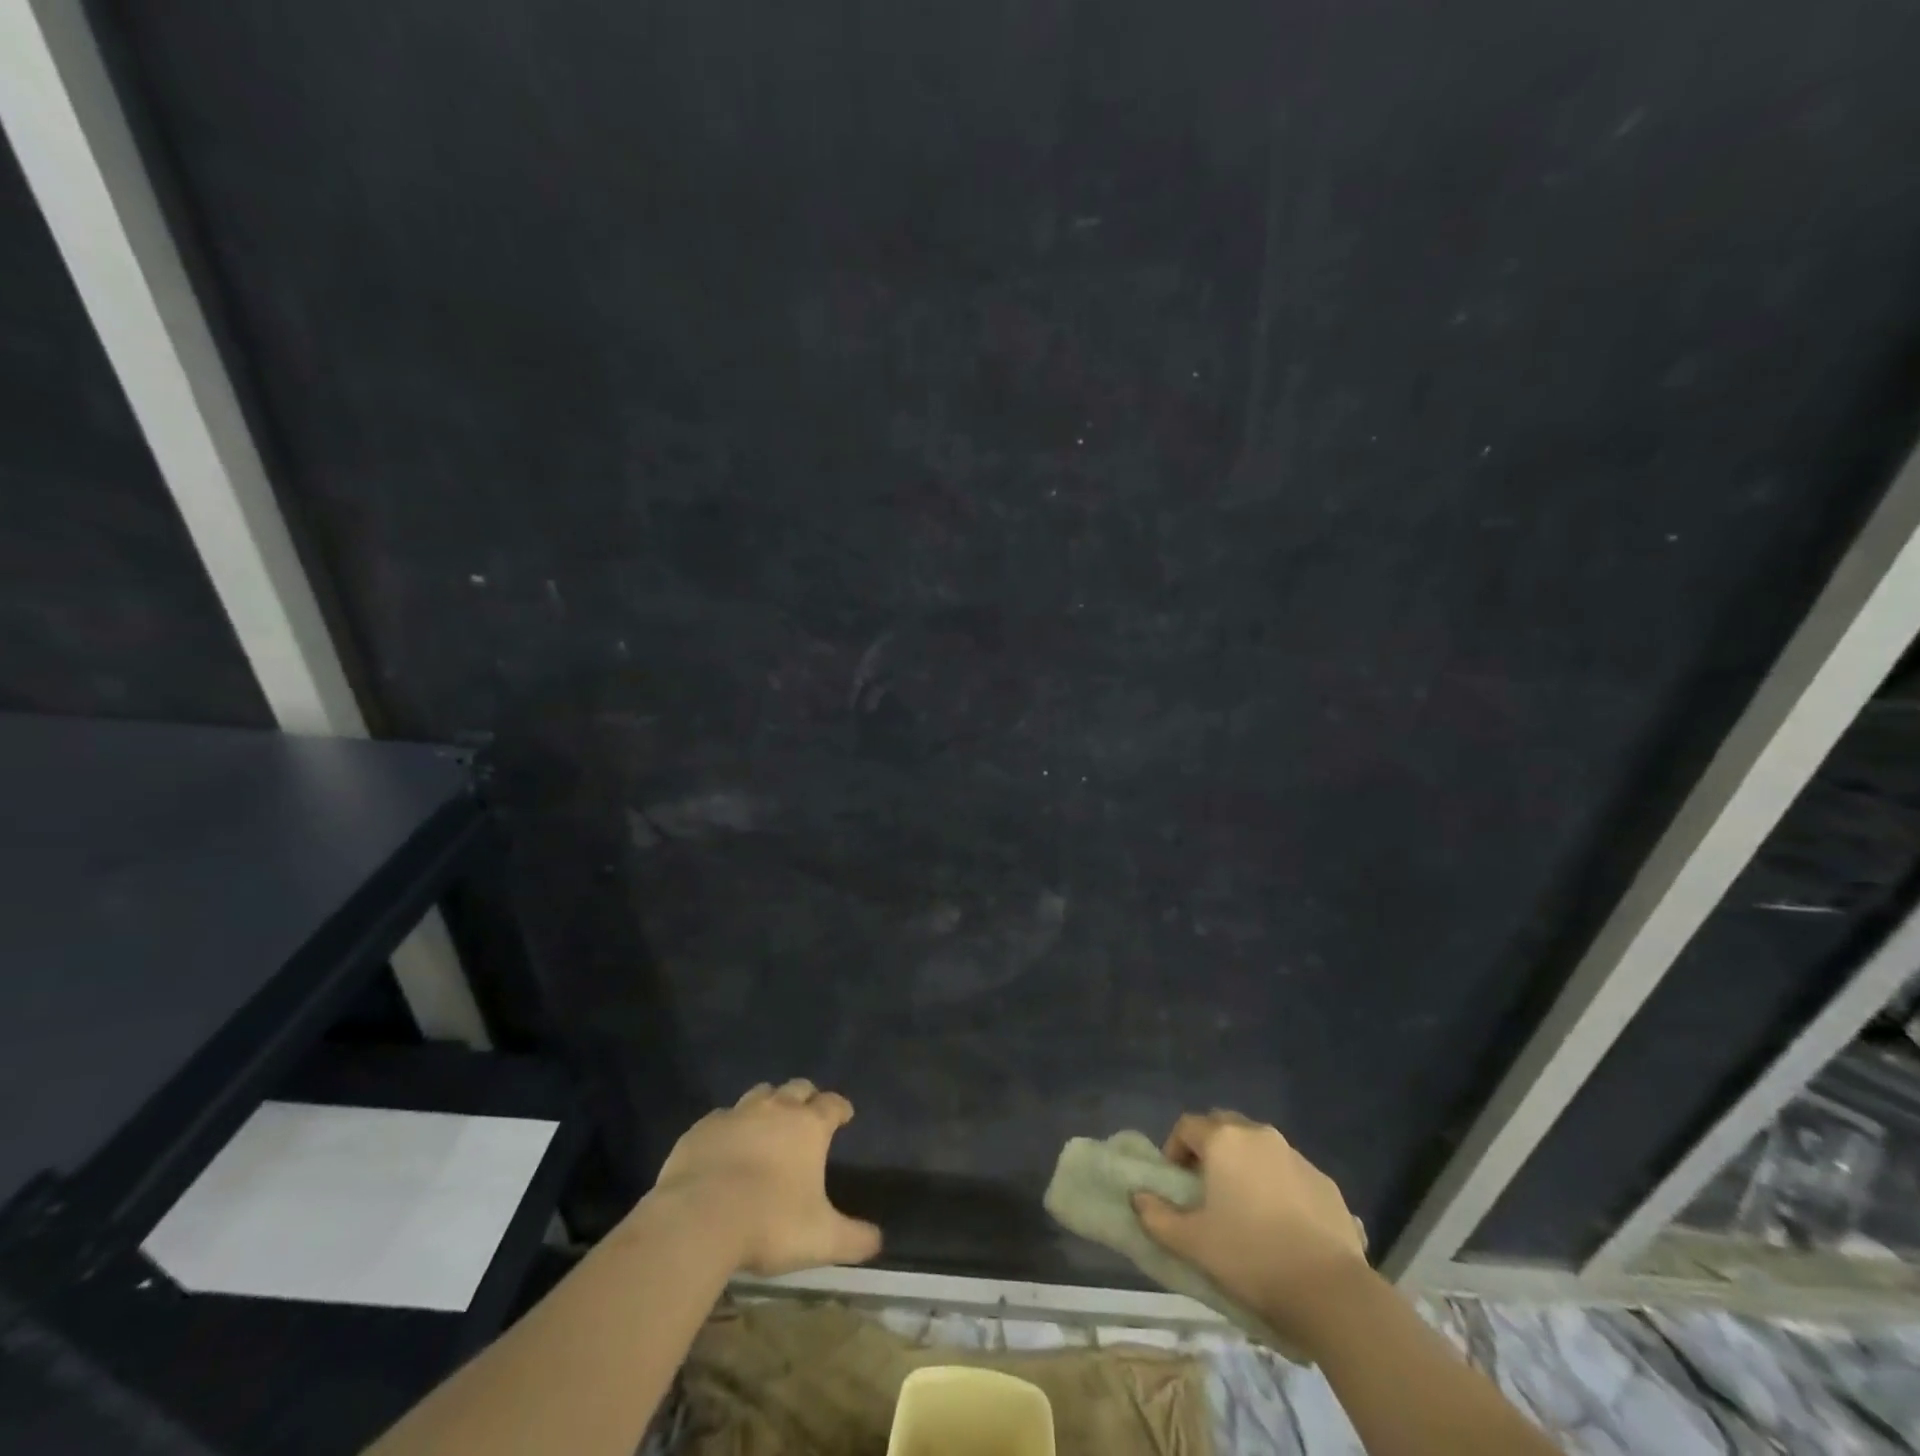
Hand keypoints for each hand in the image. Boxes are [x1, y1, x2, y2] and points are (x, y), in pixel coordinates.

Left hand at [646, 1079, 881, 1275]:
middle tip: (807, 1114)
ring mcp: (736, 1114)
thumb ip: (854, 1238)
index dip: (840, 1108)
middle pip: (797, 1088)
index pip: (832, 1104)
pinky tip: (725, 1145)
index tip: (844, 1115)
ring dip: (768, 1103)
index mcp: (809, 1126)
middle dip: (806, 1097)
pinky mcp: (701, 1129)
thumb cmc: (769, 1223)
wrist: (699, 1219)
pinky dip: (729, 1126)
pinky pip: (721, 1118)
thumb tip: (878, 1241)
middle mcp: (776, 1109)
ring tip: (767, 1124)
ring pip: (759, 1094)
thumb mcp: (821, 1239)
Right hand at [1133, 1110, 1368, 1346]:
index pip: (1186, 1125)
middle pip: (1223, 1126)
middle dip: (1210, 1149)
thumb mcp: (1193, 1243)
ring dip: (1244, 1164)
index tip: (1176, 1183)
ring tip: (1245, 1207)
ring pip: (1258, 1146)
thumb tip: (1138, 1198)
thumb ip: (1157, 1217)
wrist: (1331, 1291)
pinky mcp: (1325, 1181)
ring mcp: (1296, 1155)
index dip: (1174, 1150)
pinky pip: (1289, 1170)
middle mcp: (1258, 1134)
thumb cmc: (1251, 1257)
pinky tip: (1281, 1223)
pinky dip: (1277, 1184)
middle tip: (1206, 1188)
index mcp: (1223, 1139)